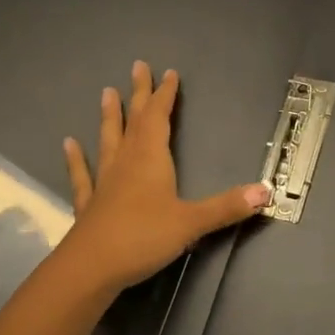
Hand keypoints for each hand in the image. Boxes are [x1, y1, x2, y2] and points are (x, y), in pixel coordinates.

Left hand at [57, 61, 268, 298]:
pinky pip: (83, 175)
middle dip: (138, 93)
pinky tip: (69, 144)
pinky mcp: (89, 204)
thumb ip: (227, 207)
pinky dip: (77, 158)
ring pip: (109, 140)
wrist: (90, 268)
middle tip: (137, 66)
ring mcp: (104, 182)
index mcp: (151, 159)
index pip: (159, 117)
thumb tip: (266, 192)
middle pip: (134, 120)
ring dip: (109, 116)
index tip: (168, 73)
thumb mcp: (191, 223)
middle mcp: (126, 162)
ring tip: (106, 93)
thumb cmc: (142, 238)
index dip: (165, 95)